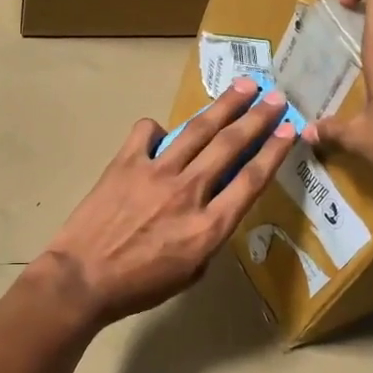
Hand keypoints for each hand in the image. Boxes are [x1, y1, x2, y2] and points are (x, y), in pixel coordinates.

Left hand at [40, 78, 296, 324]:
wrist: (82, 279)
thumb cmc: (138, 287)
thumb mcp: (190, 274)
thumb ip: (208, 237)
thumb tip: (213, 206)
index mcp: (209, 226)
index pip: (252, 180)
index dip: (274, 151)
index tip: (290, 130)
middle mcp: (189, 191)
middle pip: (231, 145)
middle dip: (258, 118)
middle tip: (276, 97)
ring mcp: (156, 172)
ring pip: (198, 130)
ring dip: (224, 105)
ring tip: (244, 85)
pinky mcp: (126, 163)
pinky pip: (147, 132)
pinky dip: (157, 129)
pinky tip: (161, 133)